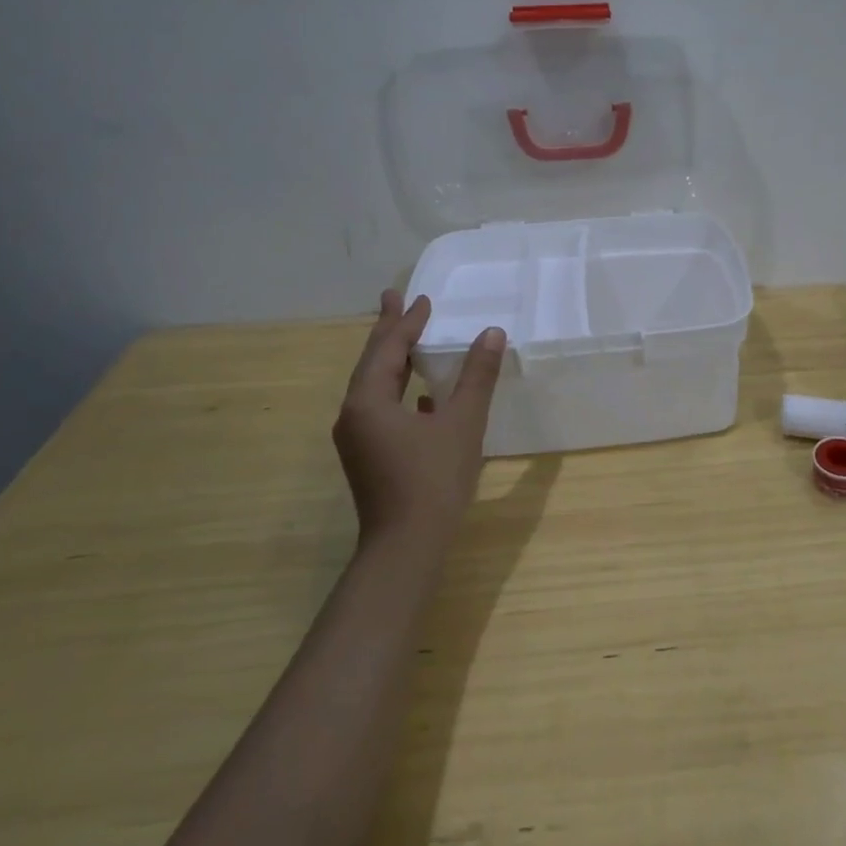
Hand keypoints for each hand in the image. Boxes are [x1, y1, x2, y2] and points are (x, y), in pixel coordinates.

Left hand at [332, 290, 506, 542]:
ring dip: (394, 360)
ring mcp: (358, 439)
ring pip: (375, 386)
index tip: (422, 298)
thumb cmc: (434, 480)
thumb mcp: (463, 422)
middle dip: (388, 331)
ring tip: (409, 338)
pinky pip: (381, 408)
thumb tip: (492, 333)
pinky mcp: (369, 457)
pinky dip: (399, 390)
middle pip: (372, 362)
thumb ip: (477, 376)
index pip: (388, 348)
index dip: (407, 322)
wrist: (407, 547)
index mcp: (368, 401)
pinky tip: (423, 396)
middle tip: (395, 298)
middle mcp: (354, 415)